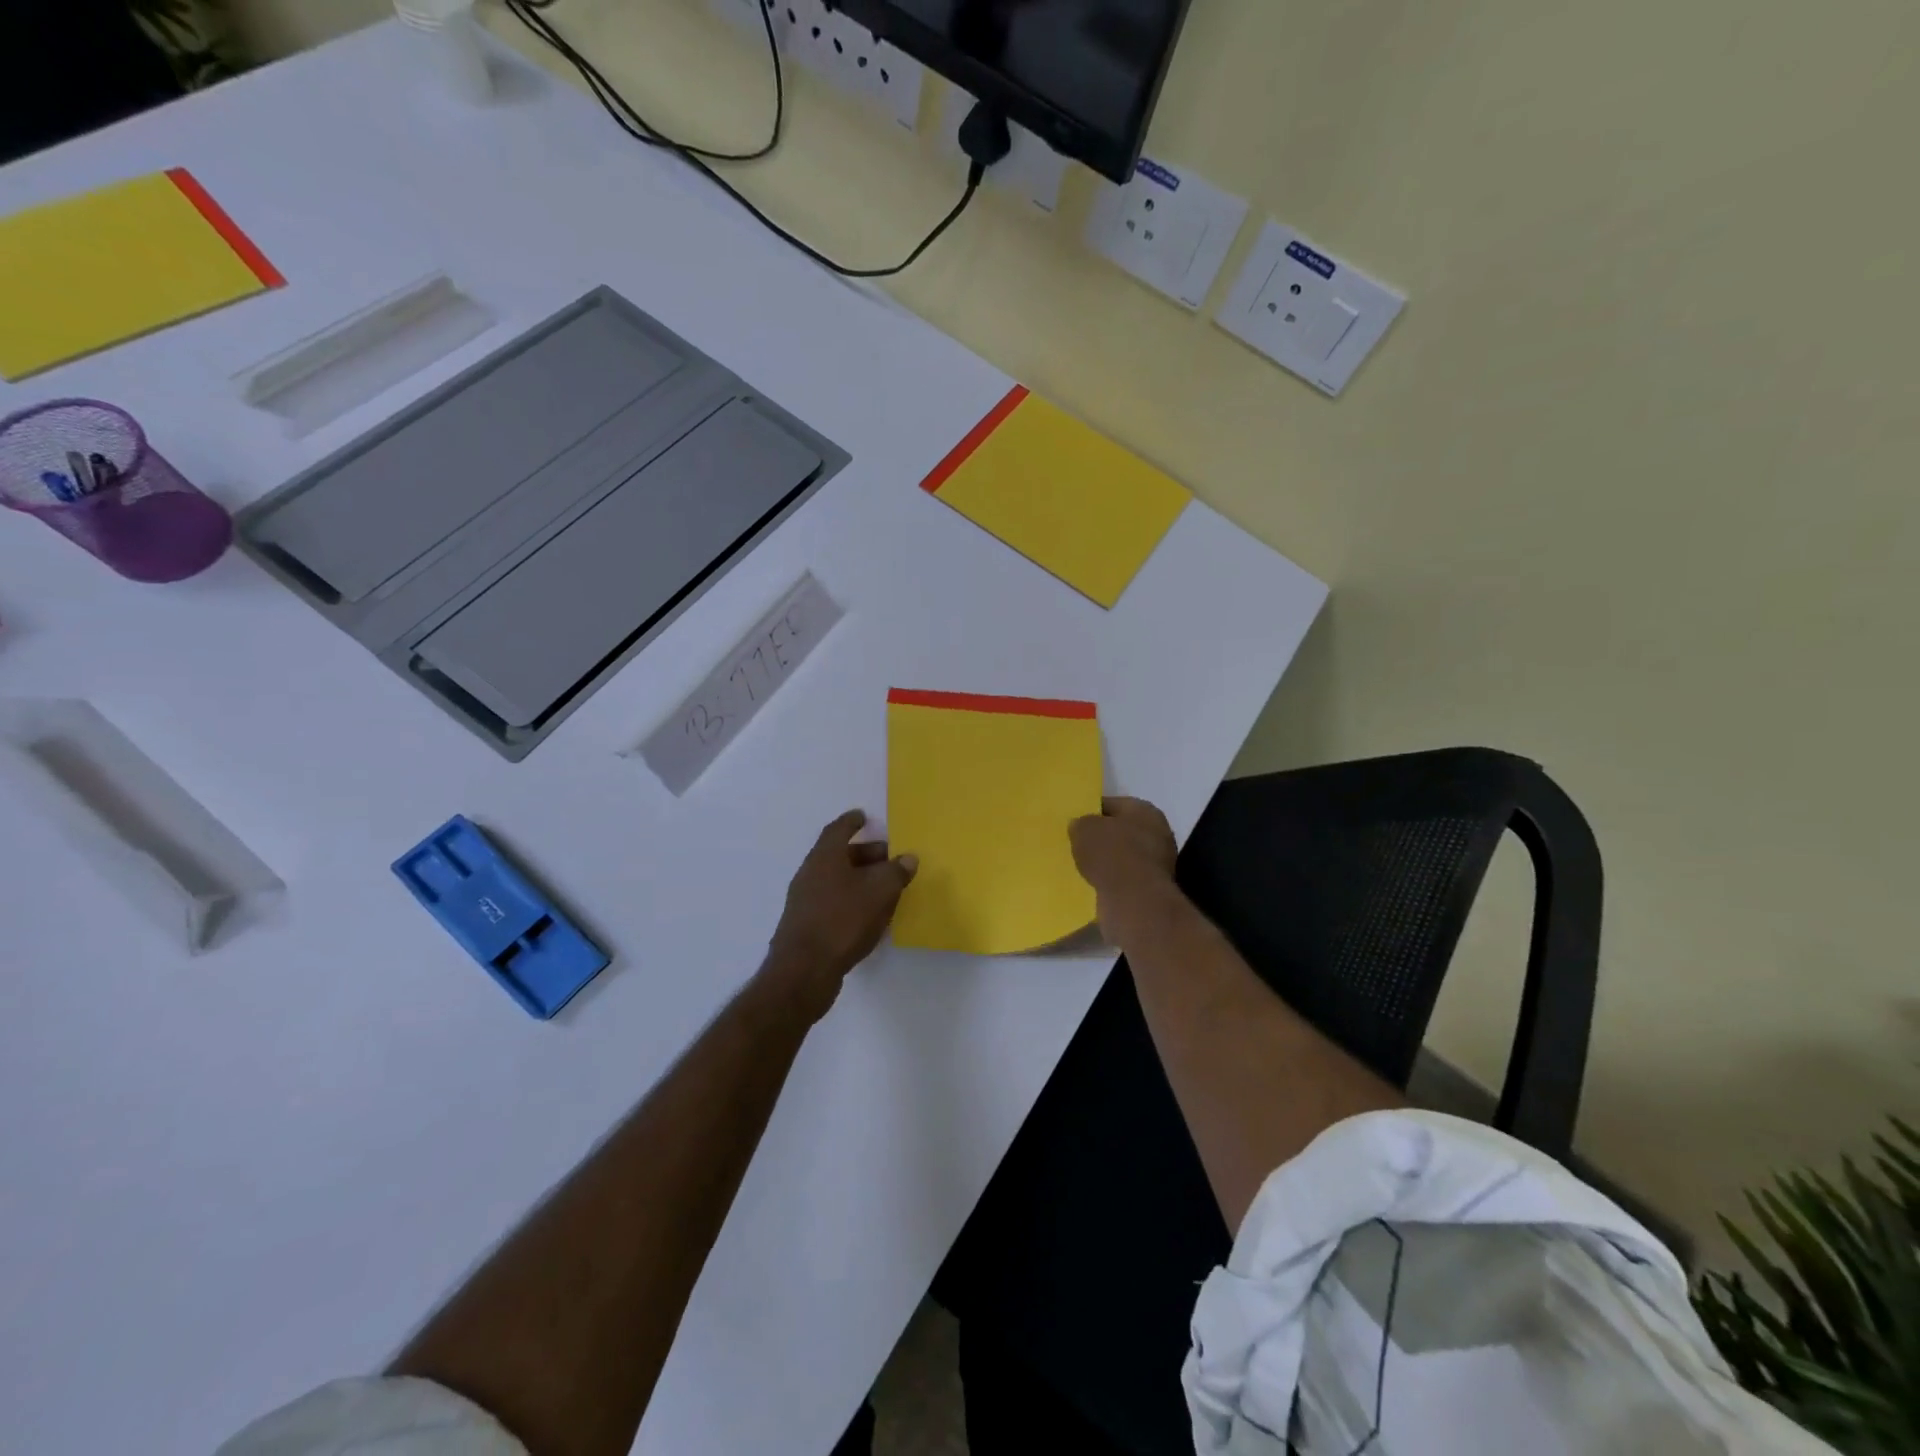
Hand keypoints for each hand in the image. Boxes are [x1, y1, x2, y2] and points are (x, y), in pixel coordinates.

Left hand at [763, 810, 917, 1020]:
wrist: (803, 971)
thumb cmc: (843, 920)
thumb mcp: (879, 892)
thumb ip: (896, 872)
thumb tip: (908, 857)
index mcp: (824, 857)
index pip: (838, 829)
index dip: (852, 822)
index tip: (863, 817)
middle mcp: (810, 873)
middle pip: (838, 855)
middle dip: (864, 854)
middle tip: (889, 859)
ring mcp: (804, 900)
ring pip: (836, 879)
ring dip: (859, 879)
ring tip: (885, 888)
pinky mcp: (806, 924)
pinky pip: (832, 901)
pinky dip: (851, 899)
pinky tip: (869, 915)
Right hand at [1069, 797, 1181, 949]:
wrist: (1134, 900)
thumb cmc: (1111, 854)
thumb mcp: (1084, 829)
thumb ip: (1081, 824)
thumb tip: (1081, 826)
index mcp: (1144, 810)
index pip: (1112, 804)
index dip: (1091, 811)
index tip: (1075, 822)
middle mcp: (1158, 832)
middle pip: (1121, 831)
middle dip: (1101, 838)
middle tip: (1077, 844)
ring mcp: (1159, 862)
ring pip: (1124, 856)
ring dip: (1107, 862)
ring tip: (1083, 866)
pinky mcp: (1153, 888)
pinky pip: (1126, 878)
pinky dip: (1112, 880)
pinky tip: (1095, 884)